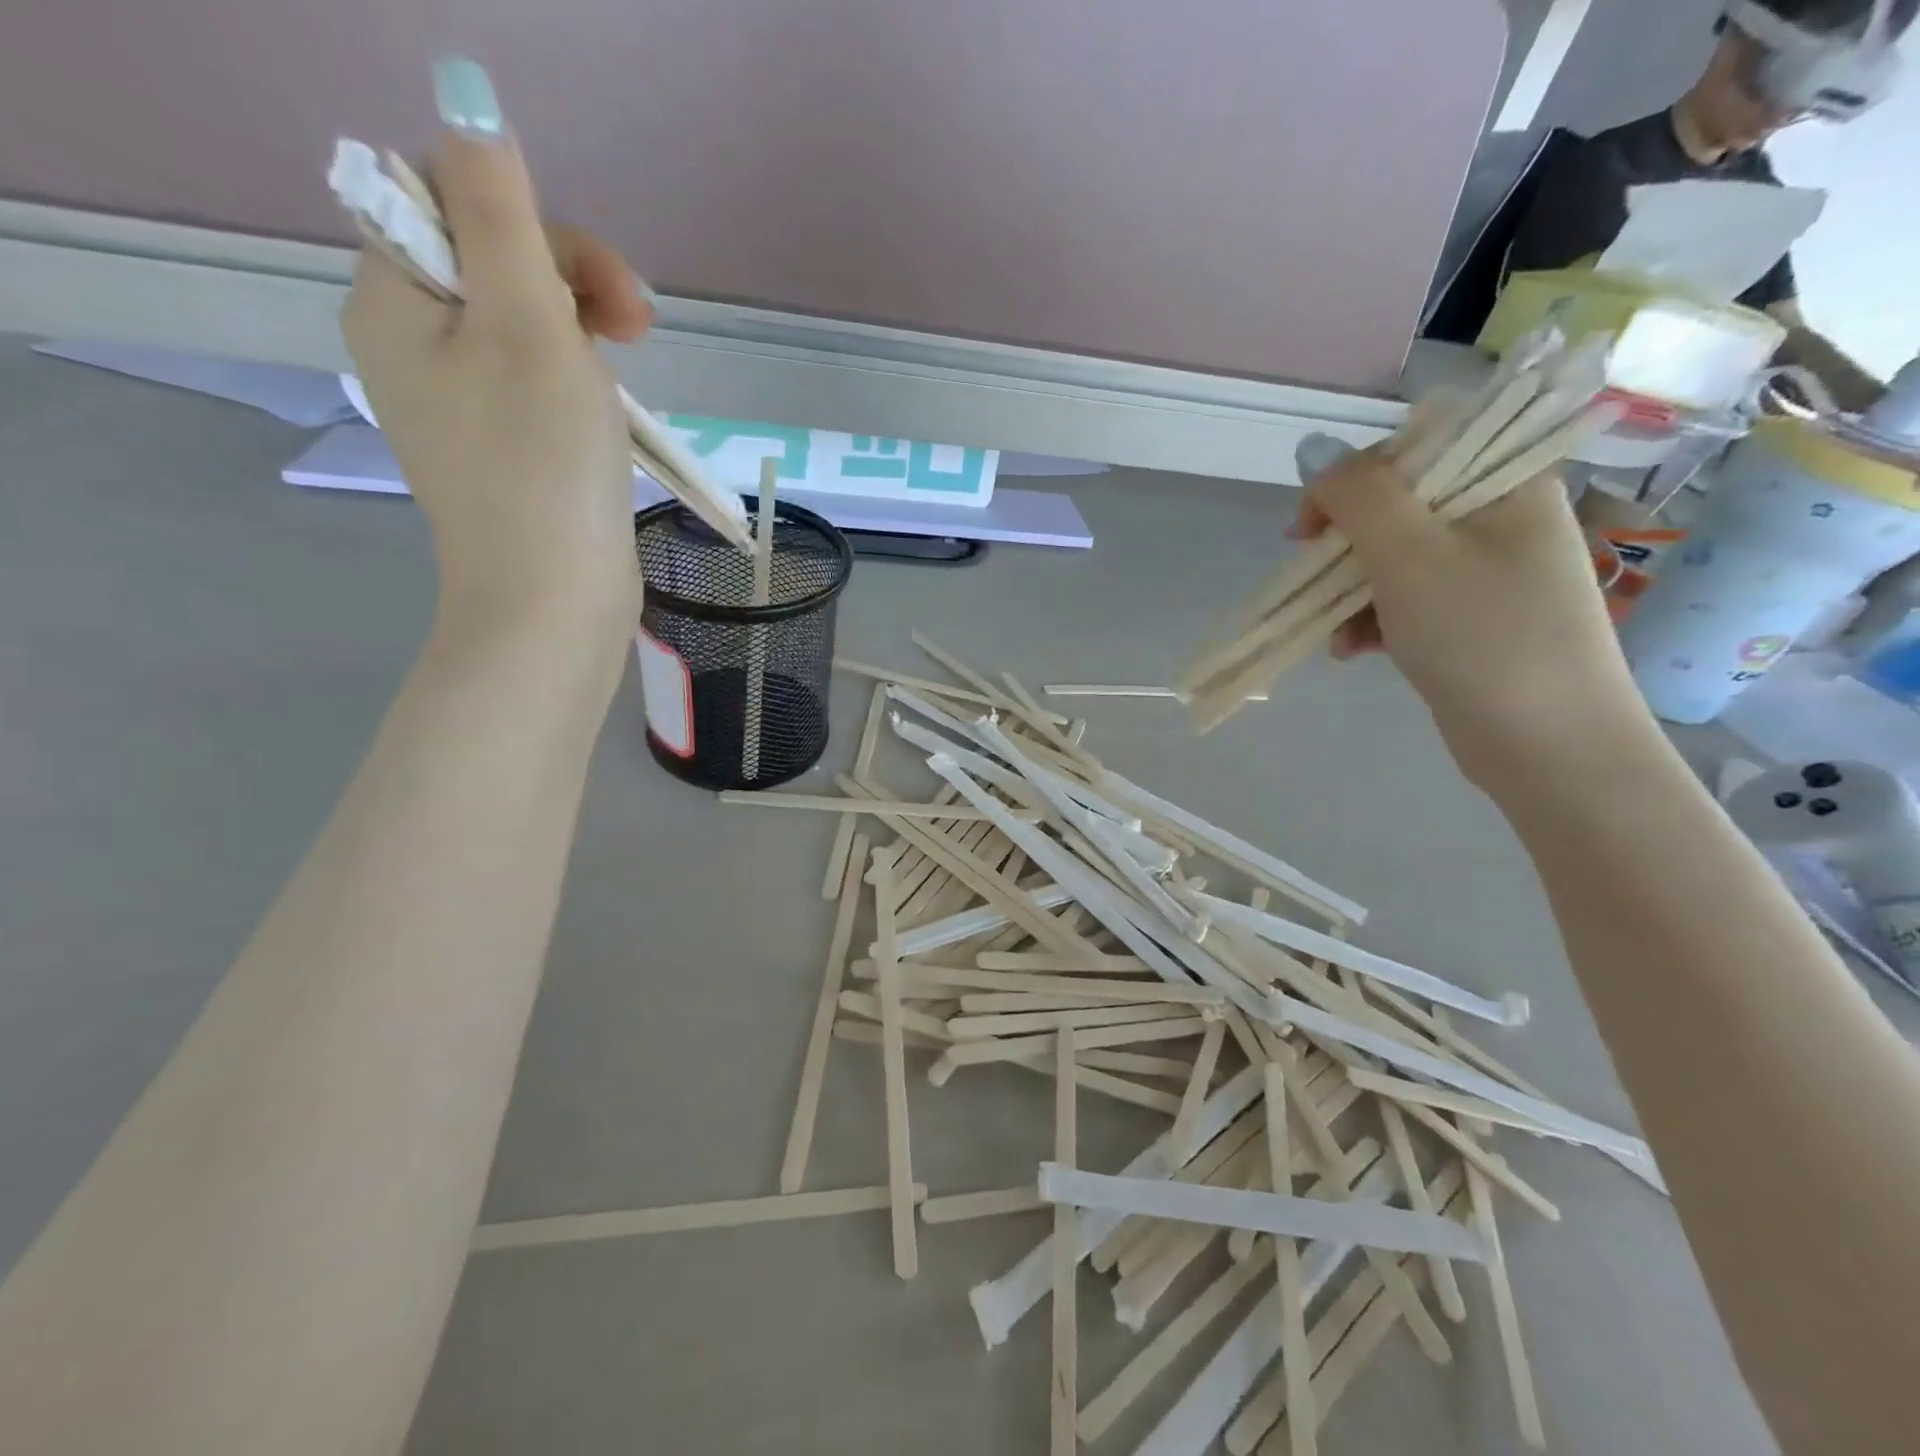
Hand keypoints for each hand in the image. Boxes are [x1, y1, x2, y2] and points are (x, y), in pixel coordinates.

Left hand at [341, 126, 647, 650]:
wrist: (553, 596)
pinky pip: (536, 378)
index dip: (532, 225)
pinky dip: (579, 379)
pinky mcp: (501, 443)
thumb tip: (467, 101)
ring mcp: (458, 400)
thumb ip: (500, 213)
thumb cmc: (543, 465)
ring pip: (522, 321)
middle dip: (570, 281)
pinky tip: (610, 408)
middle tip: (640, 329)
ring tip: (632, 371)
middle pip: (490, 260)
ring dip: (584, 330)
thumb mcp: (528, 324)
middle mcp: (411, 343)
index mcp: (393, 300)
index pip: (449, 201)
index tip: (598, 285)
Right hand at [1295, 443, 1653, 790]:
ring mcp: (1489, 572)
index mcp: (1506, 483)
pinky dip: (1371, 622)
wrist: (1547, 744)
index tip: (1311, 528)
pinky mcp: (1471, 619)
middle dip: (1344, 547)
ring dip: (1349, 592)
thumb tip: (1315, 452)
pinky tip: (1353, 651)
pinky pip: (1405, 601)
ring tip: (1336, 636)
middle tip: (1313, 579)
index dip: (1350, 482)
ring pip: (1393, 560)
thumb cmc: (1482, 636)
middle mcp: (1501, 518)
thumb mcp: (1410, 555)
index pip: (1412, 450)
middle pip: (1396, 508)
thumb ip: (1358, 495)